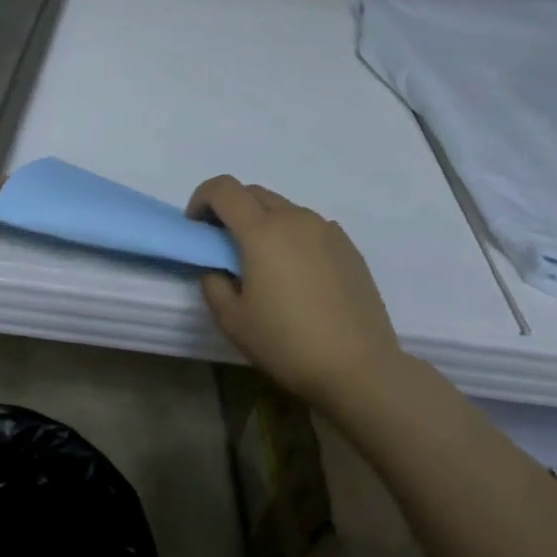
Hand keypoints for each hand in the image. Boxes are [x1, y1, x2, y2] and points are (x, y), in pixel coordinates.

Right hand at [189, 175, 407, 411]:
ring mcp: (327, 230)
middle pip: (253, 193)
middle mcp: (296, 219)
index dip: (201, 199)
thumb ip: (213, 283)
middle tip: (223, 246)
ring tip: (262, 264)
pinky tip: (296, 275)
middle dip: (230, 209)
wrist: (359, 368)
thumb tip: (218, 268)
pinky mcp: (349, 248)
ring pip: (284, 209)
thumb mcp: (231, 319)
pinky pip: (310, 227)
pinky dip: (291, 236)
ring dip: (262, 222)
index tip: (197, 229)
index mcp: (262, 231)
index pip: (223, 188)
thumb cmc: (286, 343)